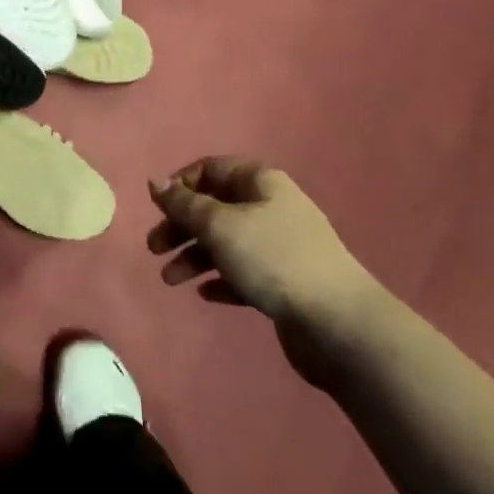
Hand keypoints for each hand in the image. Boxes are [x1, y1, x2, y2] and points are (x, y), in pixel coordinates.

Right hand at [148, 158, 383, 378]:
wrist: (338, 324)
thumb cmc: (273, 259)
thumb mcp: (218, 225)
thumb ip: (183, 203)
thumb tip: (155, 181)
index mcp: (260, 182)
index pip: (211, 169)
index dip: (180, 185)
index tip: (157, 209)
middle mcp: (270, 207)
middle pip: (214, 208)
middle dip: (181, 227)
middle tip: (154, 249)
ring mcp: (280, 246)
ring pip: (226, 243)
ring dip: (194, 257)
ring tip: (171, 280)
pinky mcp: (285, 283)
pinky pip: (243, 273)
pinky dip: (221, 279)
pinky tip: (205, 293)